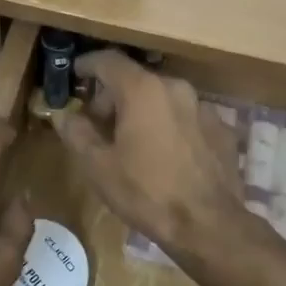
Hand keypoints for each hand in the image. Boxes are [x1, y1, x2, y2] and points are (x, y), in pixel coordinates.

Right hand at [51, 51, 249, 265]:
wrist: (209, 225)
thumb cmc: (146, 192)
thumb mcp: (99, 167)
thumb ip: (77, 133)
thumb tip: (64, 115)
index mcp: (143, 90)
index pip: (108, 60)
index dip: (88, 65)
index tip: (75, 74)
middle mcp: (175, 88)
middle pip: (137, 79)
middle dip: (114, 96)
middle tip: (99, 123)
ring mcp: (203, 107)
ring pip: (163, 98)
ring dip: (143, 111)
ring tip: (132, 141)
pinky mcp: (221, 129)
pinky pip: (186, 118)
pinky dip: (169, 126)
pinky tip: (165, 155)